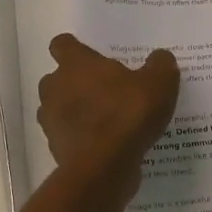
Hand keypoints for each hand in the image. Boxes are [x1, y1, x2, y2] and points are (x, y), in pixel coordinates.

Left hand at [37, 34, 179, 187]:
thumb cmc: (127, 114)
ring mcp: (51, 120)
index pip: (62, 44)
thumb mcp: (159, 83)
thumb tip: (160, 57)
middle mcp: (55, 87)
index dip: (75, 49)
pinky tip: (105, 145)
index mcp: (75, 64)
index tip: (93, 57)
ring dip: (75, 111)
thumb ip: (160, 65)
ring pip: (58, 108)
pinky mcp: (55, 149)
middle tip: (105, 90)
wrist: (104, 167)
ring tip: (105, 119)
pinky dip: (81, 138)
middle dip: (75, 82)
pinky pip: (67, 136)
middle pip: (57, 78)